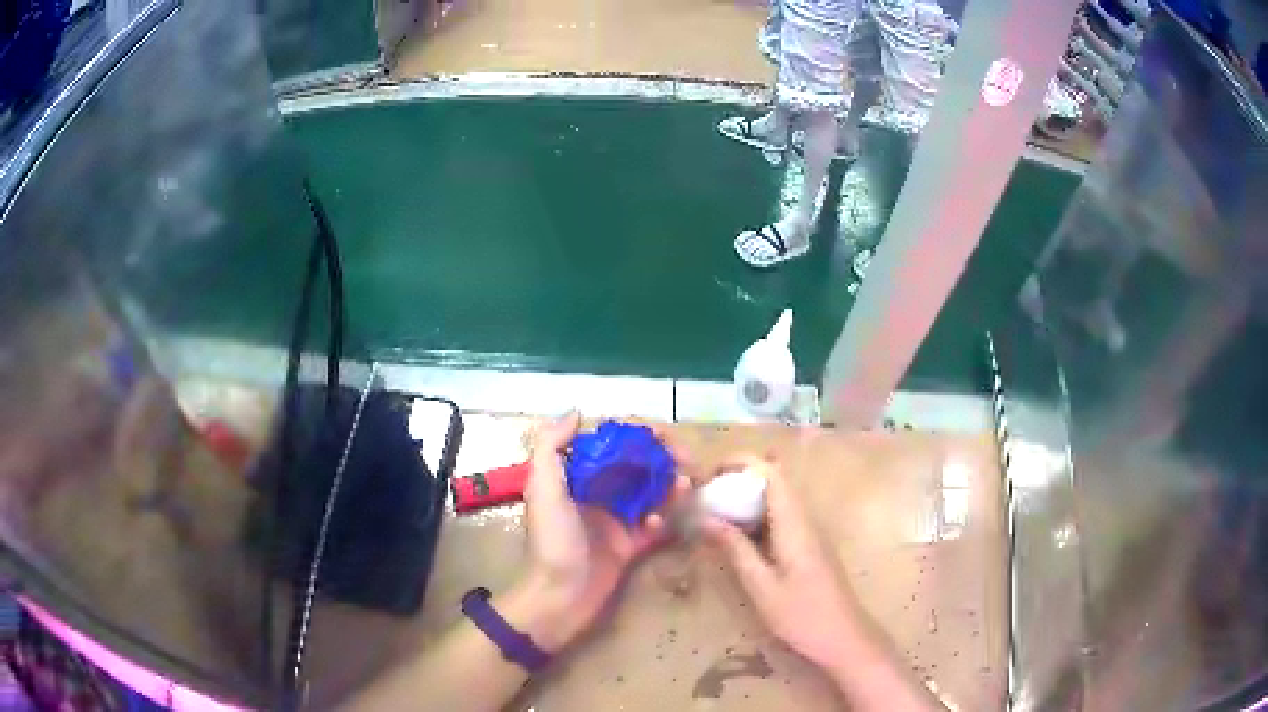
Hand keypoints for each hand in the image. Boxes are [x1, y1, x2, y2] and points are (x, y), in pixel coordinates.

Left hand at [514, 412, 686, 650]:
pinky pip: (654, 525)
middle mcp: (598, 495)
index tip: (661, 435)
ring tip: (685, 484)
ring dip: (669, 485)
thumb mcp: (543, 490)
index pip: (611, 447)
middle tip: (687, 458)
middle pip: (636, 467)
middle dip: (661, 459)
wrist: (559, 597)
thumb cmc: (551, 542)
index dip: (636, 437)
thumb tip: (577, 412)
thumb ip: (551, 447)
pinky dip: (663, 518)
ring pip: (650, 493)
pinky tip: (660, 521)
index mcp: (576, 478)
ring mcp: (616, 521)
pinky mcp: (630, 546)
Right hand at [701, 456, 859, 675]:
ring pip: (777, 498)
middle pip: (774, 479)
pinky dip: (757, 517)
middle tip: (705, 496)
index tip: (707, 474)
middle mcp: (805, 518)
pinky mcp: (808, 545)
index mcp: (794, 522)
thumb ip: (735, 548)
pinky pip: (781, 517)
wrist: (843, 637)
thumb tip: (705, 517)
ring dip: (746, 498)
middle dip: (738, 479)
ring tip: (714, 513)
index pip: (770, 471)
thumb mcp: (760, 585)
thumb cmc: (801, 614)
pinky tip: (737, 537)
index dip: (740, 462)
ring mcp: (809, 531)